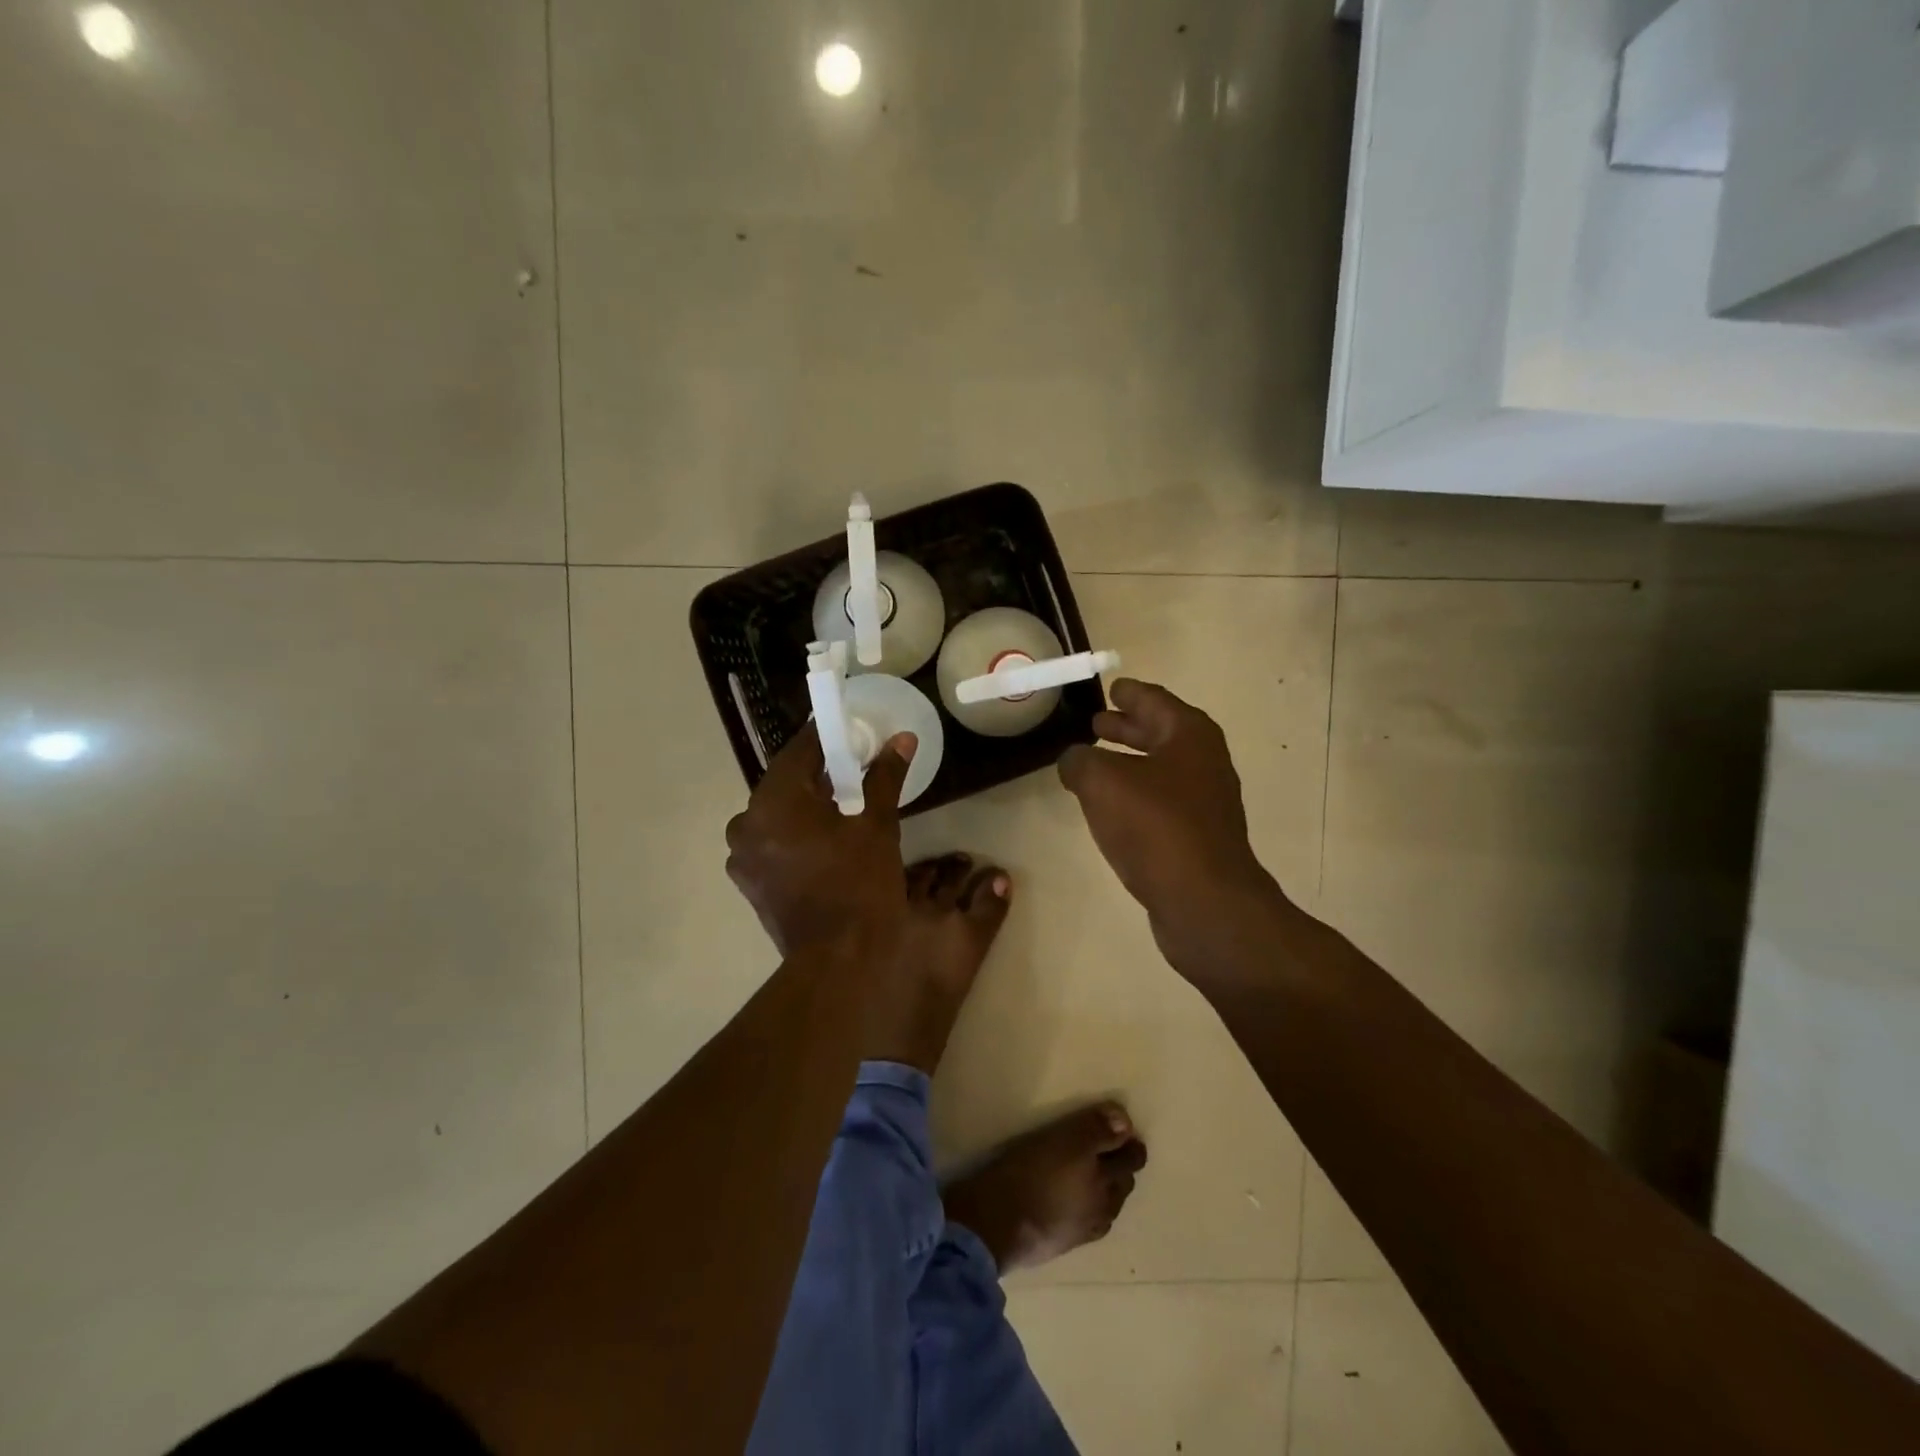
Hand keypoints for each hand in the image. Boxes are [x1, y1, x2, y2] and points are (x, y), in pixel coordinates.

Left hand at [725, 723, 915, 957]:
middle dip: (818, 772)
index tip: (847, 727)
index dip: (825, 735)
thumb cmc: (859, 884)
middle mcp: (746, 823)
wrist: (838, 959)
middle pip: (785, 782)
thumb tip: (902, 739)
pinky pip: (772, 840)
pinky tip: (823, 838)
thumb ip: (885, 776)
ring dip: (805, 803)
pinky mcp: (749, 882)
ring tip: (841, 804)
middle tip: (852, 766)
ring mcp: (742, 856)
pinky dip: (794, 832)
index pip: (799, 750)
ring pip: (777, 813)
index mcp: (773, 802)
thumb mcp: (878, 824)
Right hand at [1057, 679, 1279, 970]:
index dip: (1129, 692)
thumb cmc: (1155, 827)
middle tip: (1095, 722)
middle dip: (1127, 726)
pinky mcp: (1197, 836)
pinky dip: (1135, 793)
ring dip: (1129, 761)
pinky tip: (1111, 807)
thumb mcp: (1102, 782)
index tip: (1110, 687)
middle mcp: (1203, 761)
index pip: (1153, 699)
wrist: (1204, 901)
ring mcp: (1204, 801)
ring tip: (1094, 762)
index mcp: (1189, 735)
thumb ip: (1080, 761)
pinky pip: (1160, 801)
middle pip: (1160, 732)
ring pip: (1160, 768)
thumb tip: (1075, 760)